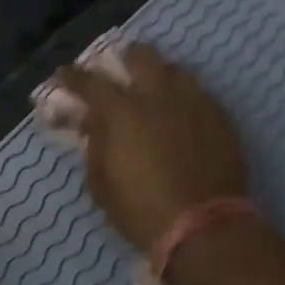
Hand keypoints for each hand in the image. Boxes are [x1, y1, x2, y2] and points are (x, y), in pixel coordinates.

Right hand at [51, 43, 248, 257]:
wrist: (205, 228)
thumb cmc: (141, 210)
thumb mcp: (100, 183)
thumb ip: (94, 146)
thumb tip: (92, 124)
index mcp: (120, 112)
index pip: (89, 81)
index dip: (72, 76)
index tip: (63, 74)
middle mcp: (157, 96)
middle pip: (140, 56)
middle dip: (125, 58)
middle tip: (119, 70)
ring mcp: (193, 102)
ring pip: (175, 69)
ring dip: (160, 75)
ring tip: (155, 90)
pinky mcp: (220, 117)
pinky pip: (199, 93)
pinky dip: (185, 97)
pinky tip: (182, 113)